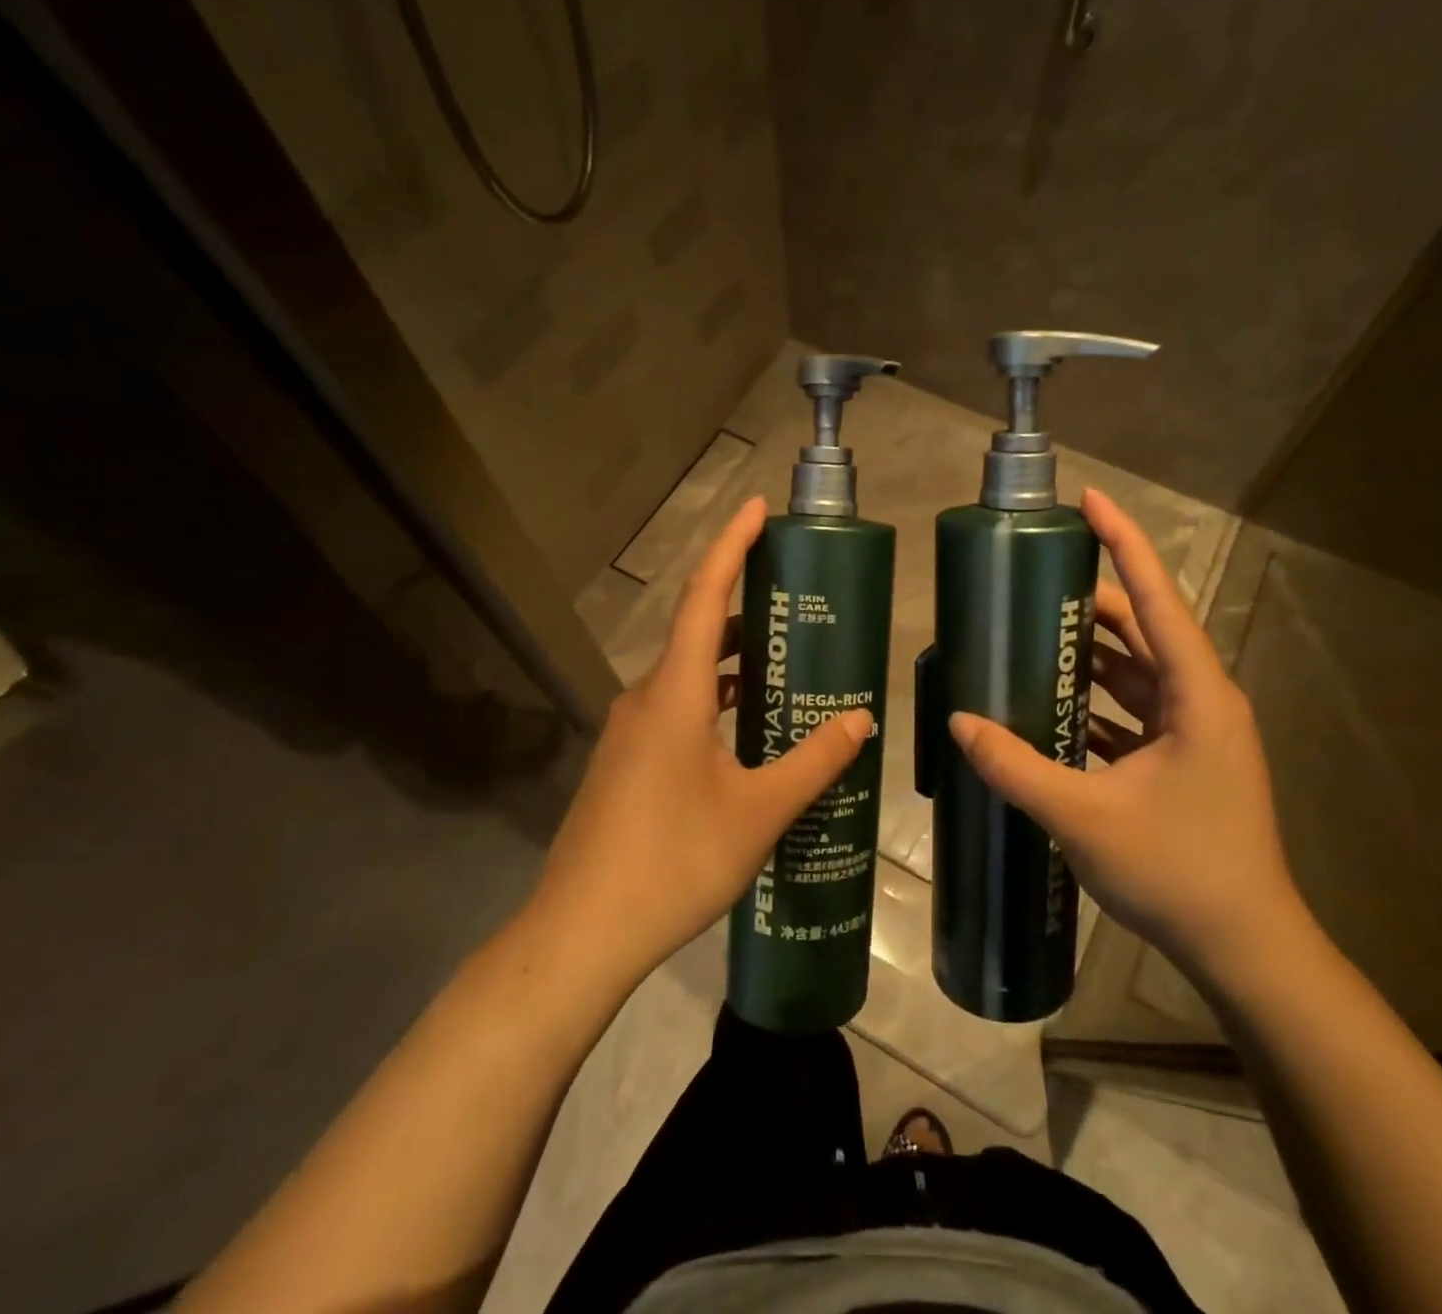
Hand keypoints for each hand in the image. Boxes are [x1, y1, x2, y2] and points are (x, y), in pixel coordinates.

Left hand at [529, 497, 872, 996]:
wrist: (581, 933)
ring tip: (785, 671)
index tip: (757, 508)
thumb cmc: (674, 860)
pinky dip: (714, 704)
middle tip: (798, 608)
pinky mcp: (625, 764)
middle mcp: (647, 698)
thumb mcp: (759, 811)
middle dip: (746, 611)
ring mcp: (630, 733)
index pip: (705, 595)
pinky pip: (676, 712)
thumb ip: (814, 761)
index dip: (731, 545)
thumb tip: (860, 718)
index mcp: (676, 692)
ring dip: (733, 665)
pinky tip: (747, 737)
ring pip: (688, 677)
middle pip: (699, 632)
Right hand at [948, 487, 1302, 984]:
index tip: (1089, 499)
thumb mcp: (1084, 817)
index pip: (1156, 599)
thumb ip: (1017, 766)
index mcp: (1196, 695)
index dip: (1123, 543)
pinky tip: (1050, 706)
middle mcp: (1202, 701)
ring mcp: (1194, 733)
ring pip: (1136, 672)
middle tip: (1030, 584)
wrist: (1244, 948)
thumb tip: (960, 722)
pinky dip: (1094, 702)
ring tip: (1030, 637)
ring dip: (1089, 655)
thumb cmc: (1177, 871)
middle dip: (1091, 602)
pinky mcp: (1183, 761)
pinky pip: (1133, 711)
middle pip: (1143, 630)